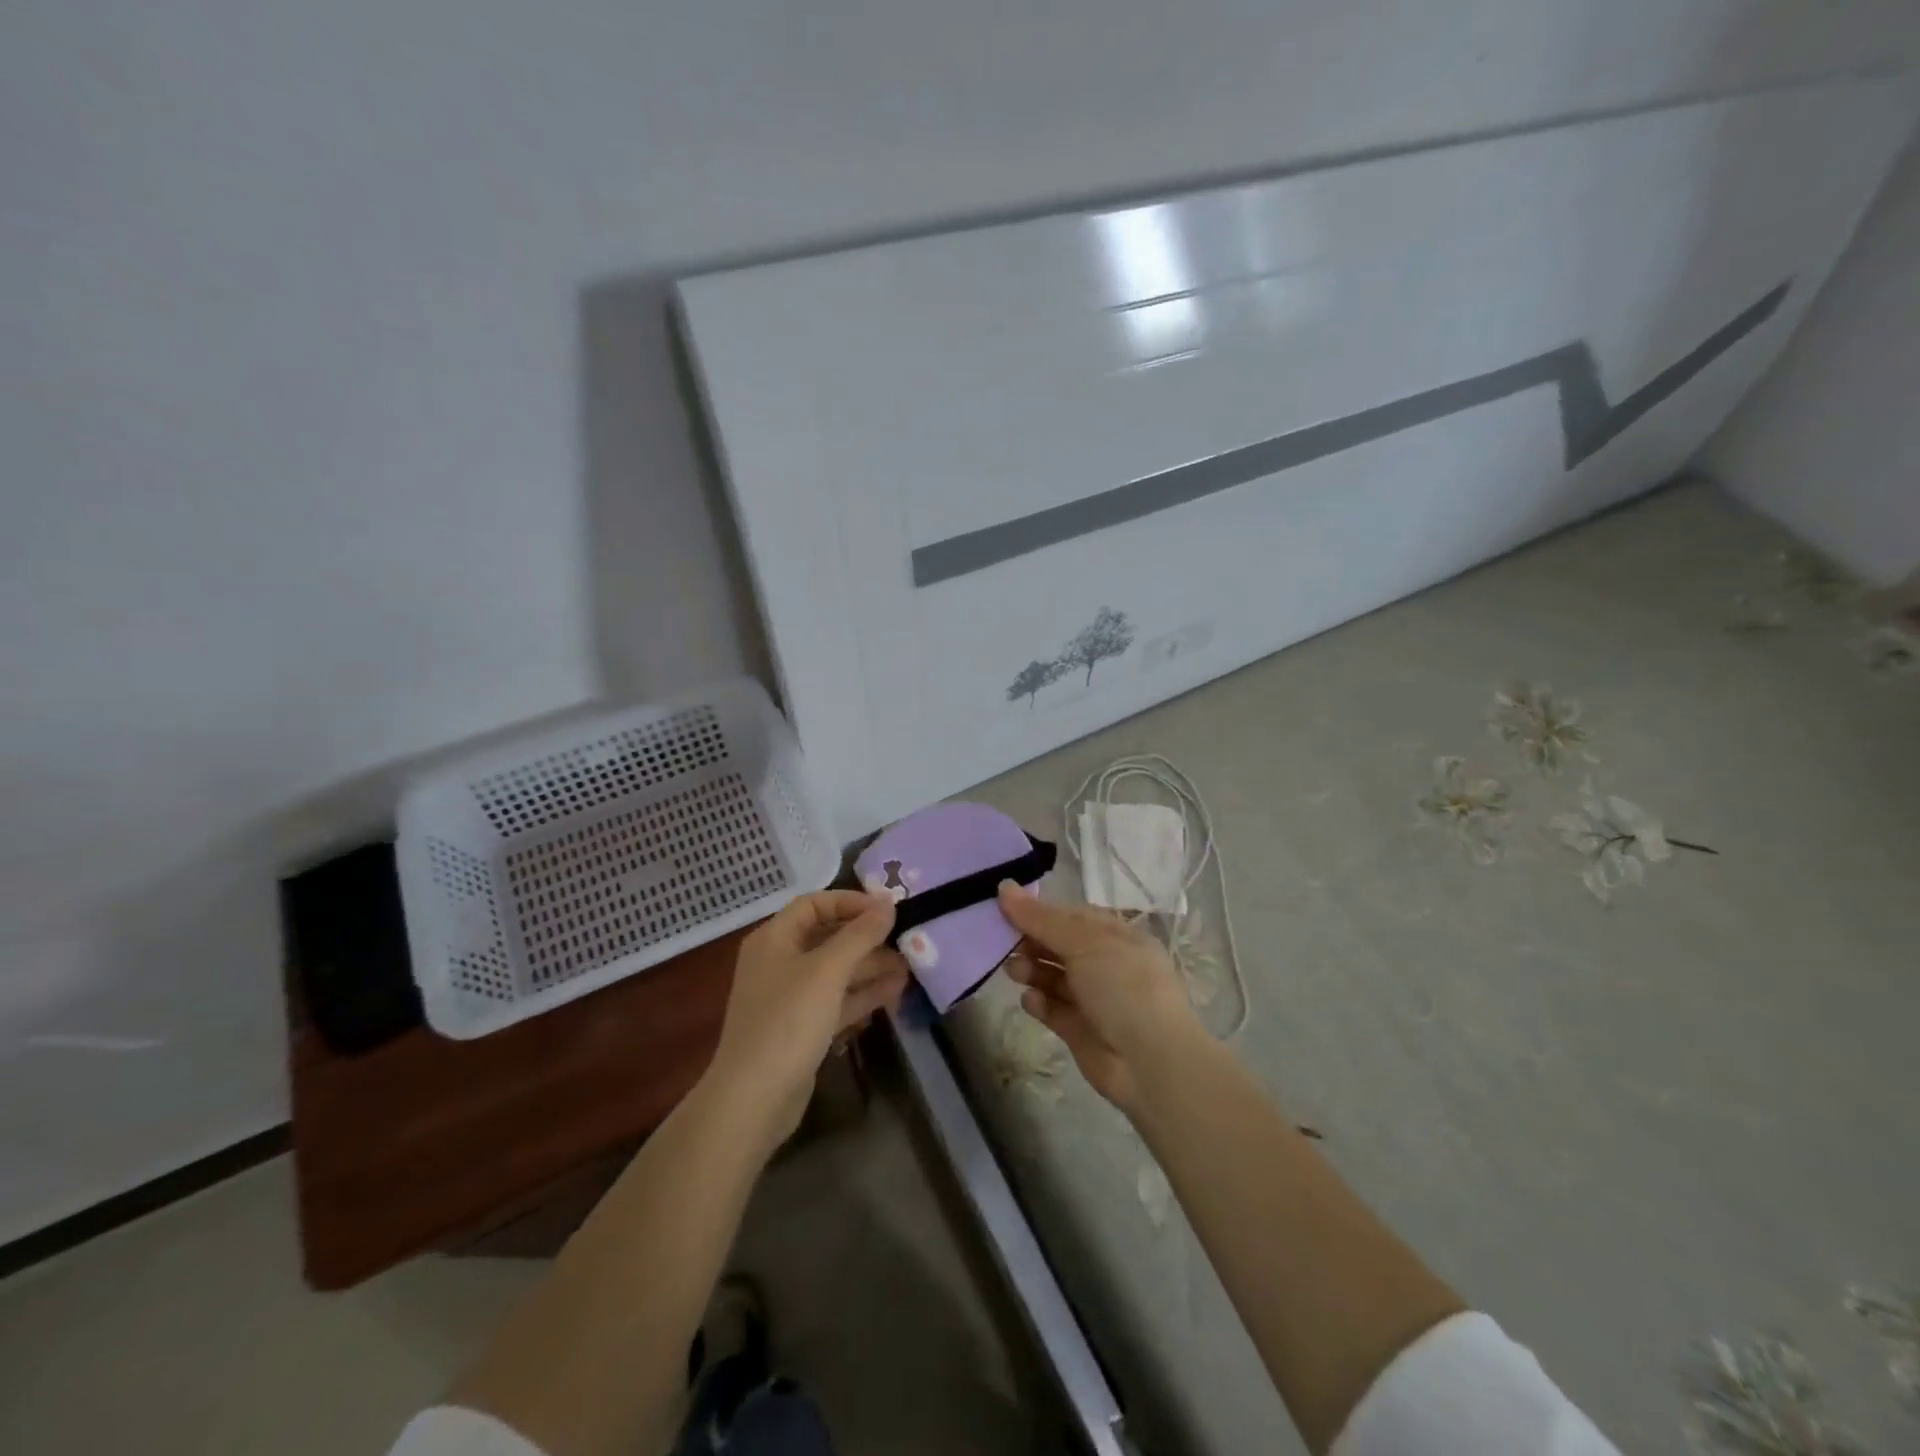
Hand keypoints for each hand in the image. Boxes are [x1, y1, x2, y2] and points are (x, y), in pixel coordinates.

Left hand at [705, 891, 908, 1154]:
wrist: (753, 1099)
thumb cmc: (786, 1022)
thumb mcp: (826, 971)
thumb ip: (859, 935)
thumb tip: (888, 904)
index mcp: (775, 939)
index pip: (814, 904)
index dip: (851, 902)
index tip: (888, 909)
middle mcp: (780, 962)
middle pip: (828, 937)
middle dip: (867, 938)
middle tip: (907, 938)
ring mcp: (791, 997)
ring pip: (837, 971)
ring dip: (871, 966)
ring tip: (911, 966)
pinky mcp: (803, 1028)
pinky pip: (837, 1000)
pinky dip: (864, 994)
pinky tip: (896, 991)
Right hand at [997, 880, 1209, 1112]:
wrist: (1151, 1061)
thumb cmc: (1123, 986)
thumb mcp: (1084, 942)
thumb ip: (1040, 918)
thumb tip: (1004, 886)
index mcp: (1116, 935)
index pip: (1071, 916)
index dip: (1038, 912)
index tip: (1004, 908)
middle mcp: (1105, 964)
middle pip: (1059, 946)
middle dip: (1030, 942)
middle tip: (1002, 943)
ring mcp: (1093, 998)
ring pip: (1053, 977)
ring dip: (1031, 970)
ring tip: (1013, 971)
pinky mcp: (1080, 1030)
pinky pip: (1053, 1009)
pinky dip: (1039, 1003)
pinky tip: (1030, 1001)